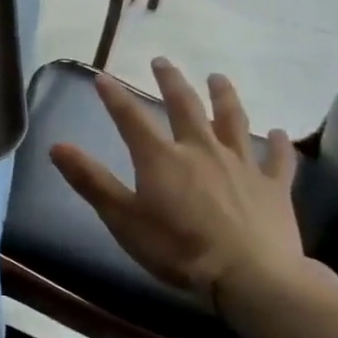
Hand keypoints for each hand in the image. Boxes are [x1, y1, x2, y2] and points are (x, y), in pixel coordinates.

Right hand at [49, 58, 305, 305]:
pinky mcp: (273, 187)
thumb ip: (91, 180)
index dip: (114, 97)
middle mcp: (201, 150)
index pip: (131, 119)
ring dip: (224, 97)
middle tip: (162, 61)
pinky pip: (278, 159)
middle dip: (171, 82)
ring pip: (233, 121)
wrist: (249, 276)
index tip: (102, 76)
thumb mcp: (122, 218)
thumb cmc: (176, 248)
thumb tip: (57, 146)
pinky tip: (280, 134)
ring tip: (218, 78)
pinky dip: (278, 145)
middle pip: (185, 107)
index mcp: (161, 158)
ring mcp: (242, 166)